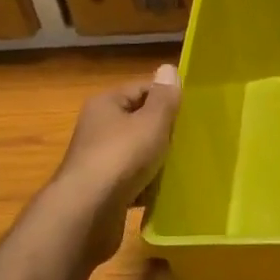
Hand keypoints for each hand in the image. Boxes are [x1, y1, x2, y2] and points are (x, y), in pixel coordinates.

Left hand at [50, 64, 181, 259]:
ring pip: (136, 153)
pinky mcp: (102, 189)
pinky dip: (146, 185)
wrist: (88, 212)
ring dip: (156, 161)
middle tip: (191, 140)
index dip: (167, 98)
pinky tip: (164, 192)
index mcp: (106, 104)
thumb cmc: (122, 157)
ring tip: (183, 166)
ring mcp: (98, 160)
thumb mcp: (151, 122)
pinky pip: (131, 181)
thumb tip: (168, 68)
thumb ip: (164, 98)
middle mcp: (98, 128)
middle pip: (138, 121)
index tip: (192, 112)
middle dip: (164, 131)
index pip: (142, 89)